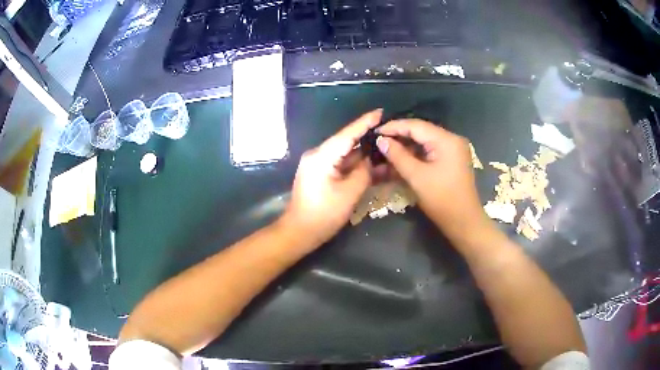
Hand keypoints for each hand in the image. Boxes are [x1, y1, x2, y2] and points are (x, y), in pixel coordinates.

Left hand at [283, 110, 381, 245]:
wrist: (299, 232)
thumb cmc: (323, 215)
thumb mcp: (349, 194)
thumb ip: (364, 172)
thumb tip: (372, 160)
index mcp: (322, 156)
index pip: (348, 134)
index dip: (365, 122)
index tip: (381, 112)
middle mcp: (319, 155)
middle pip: (347, 143)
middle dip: (368, 139)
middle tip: (390, 133)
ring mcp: (319, 165)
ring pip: (346, 155)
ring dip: (364, 155)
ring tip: (386, 149)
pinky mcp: (321, 174)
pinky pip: (341, 165)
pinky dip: (356, 166)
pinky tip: (373, 165)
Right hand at [376, 119, 491, 238]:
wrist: (464, 222)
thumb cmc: (441, 200)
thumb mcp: (417, 177)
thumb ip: (398, 156)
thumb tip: (381, 140)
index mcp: (446, 140)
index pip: (415, 125)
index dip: (394, 127)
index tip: (375, 132)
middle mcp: (452, 139)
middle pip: (421, 132)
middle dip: (399, 136)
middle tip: (378, 142)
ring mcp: (453, 149)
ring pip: (425, 142)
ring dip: (406, 147)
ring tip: (386, 150)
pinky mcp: (452, 159)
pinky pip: (431, 151)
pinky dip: (416, 155)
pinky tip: (401, 159)